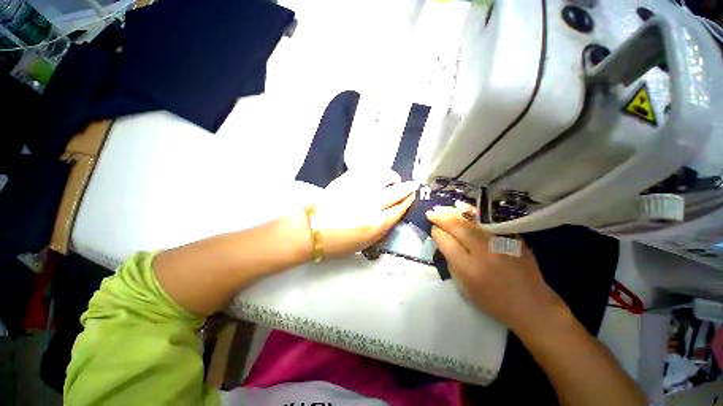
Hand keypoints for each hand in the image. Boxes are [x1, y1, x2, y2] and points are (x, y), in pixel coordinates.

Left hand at [312, 170, 416, 257]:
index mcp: (377, 223)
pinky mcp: (348, 179)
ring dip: (393, 178)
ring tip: (393, 180)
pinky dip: (377, 172)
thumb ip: (382, 228)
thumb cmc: (337, 243)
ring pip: (385, 177)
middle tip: (411, 185)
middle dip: (407, 188)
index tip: (412, 197)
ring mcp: (360, 188)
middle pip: (397, 192)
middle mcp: (373, 203)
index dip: (408, 202)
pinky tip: (377, 176)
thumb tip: (392, 214)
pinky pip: (368, 171)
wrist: (311, 230)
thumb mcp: (365, 243)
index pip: (399, 209)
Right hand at [426, 205, 565, 333]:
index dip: (437, 233)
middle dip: (441, 218)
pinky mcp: (512, 238)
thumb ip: (451, 262)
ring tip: (442, 208)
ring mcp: (500, 242)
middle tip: (431, 212)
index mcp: (468, 268)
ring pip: (471, 221)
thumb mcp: (463, 287)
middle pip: (457, 227)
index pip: (446, 242)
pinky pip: (487, 221)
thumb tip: (443, 241)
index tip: (433, 229)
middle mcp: (483, 252)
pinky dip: (473, 213)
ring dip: (453, 212)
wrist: (531, 305)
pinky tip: (462, 207)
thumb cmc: (492, 301)